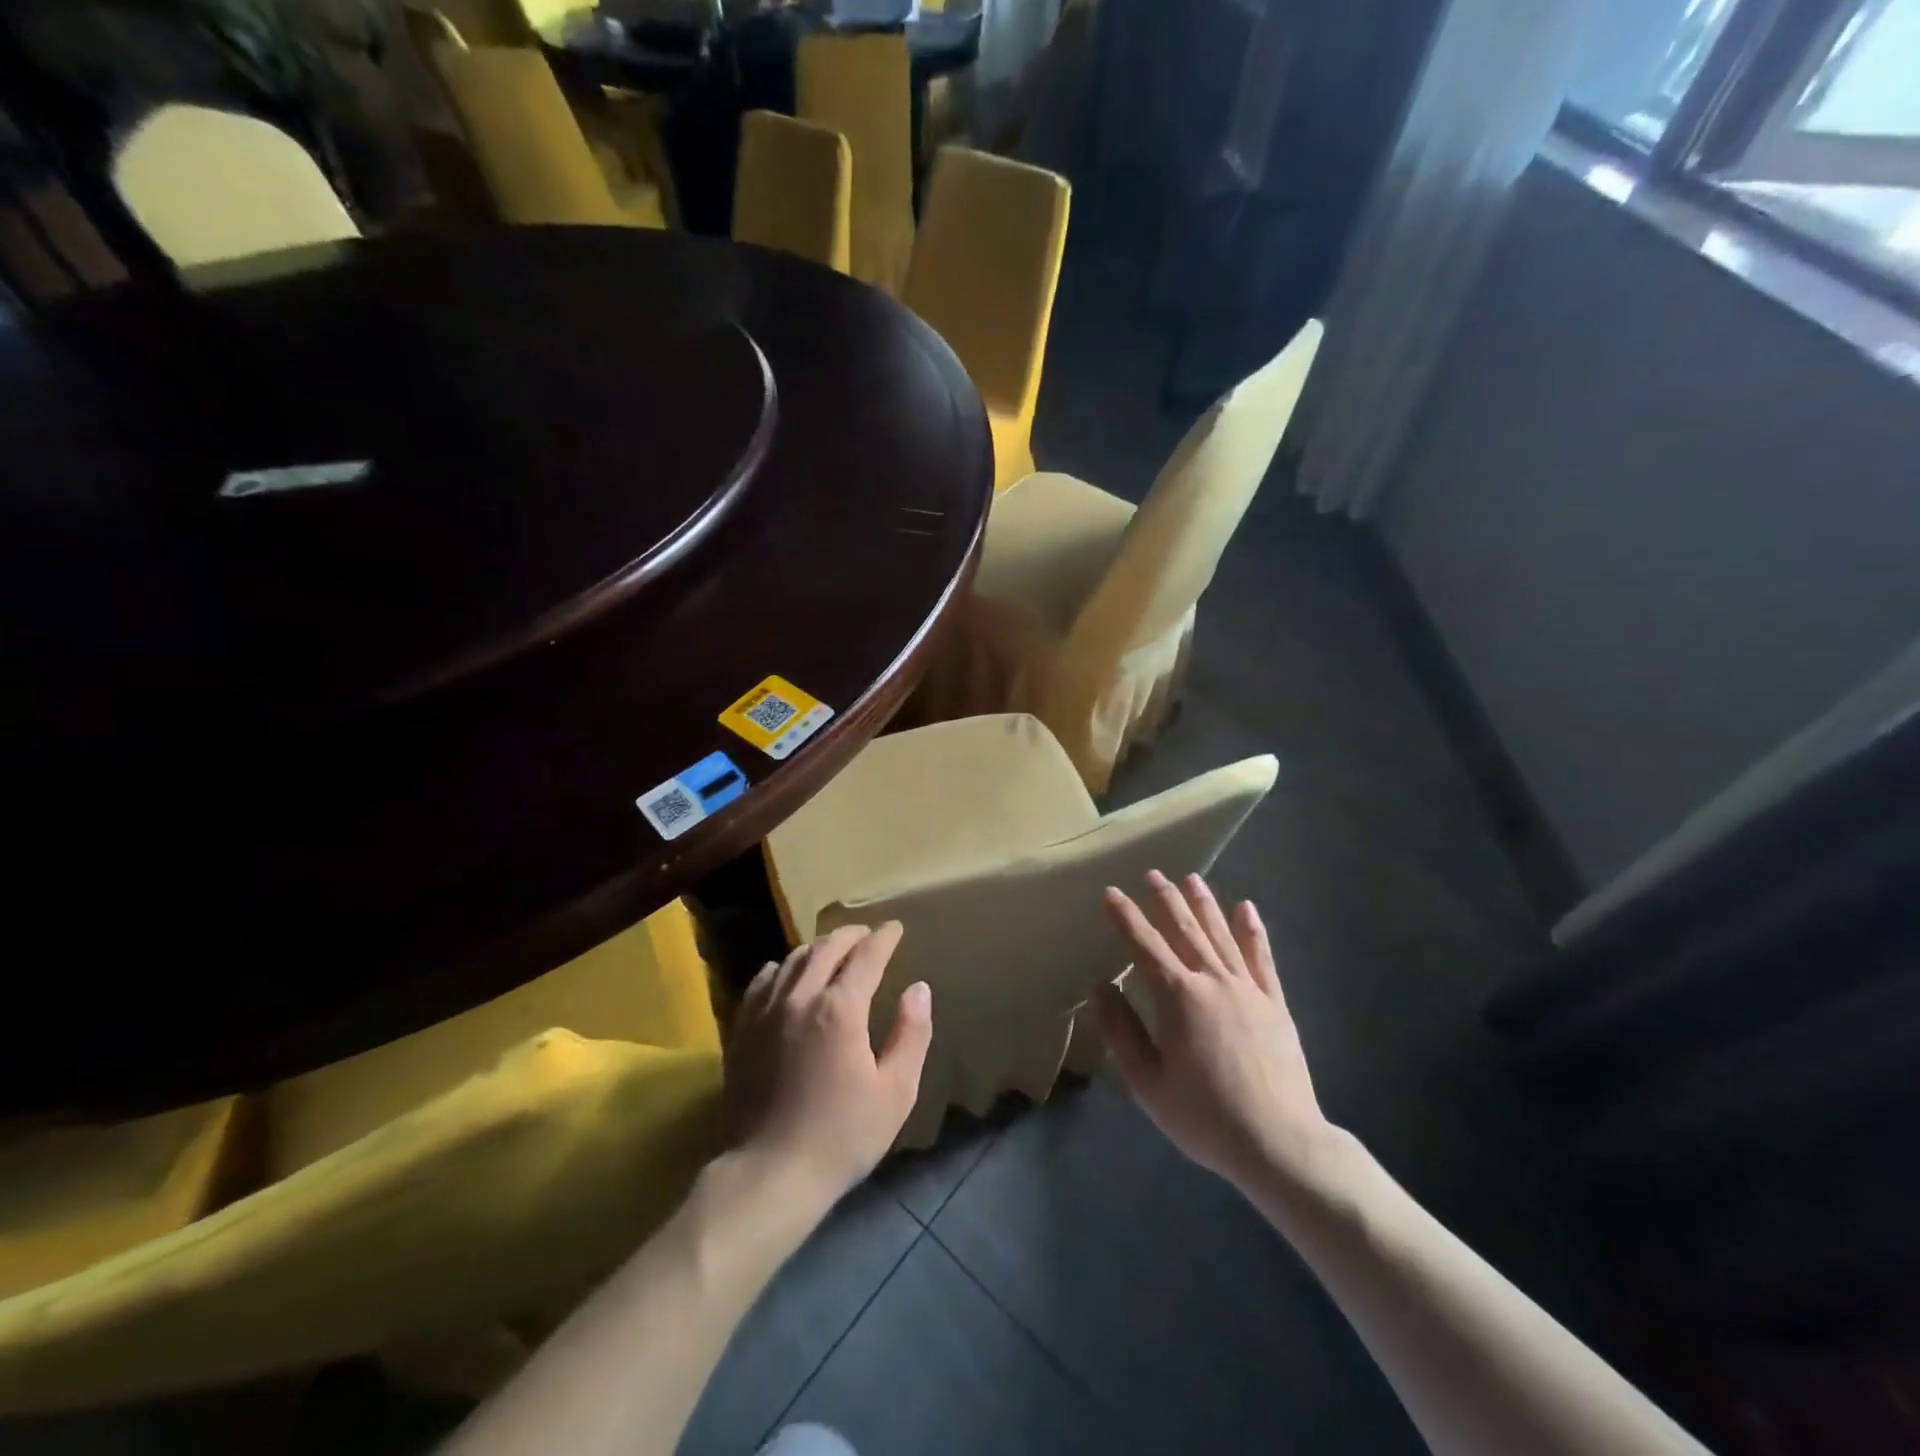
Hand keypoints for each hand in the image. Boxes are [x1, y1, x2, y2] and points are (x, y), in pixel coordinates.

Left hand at [726, 922, 932, 1203]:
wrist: (770, 1174)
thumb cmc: (842, 1135)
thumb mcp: (895, 1091)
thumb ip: (911, 1034)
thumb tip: (919, 989)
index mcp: (840, 1009)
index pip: (866, 956)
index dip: (884, 938)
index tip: (896, 928)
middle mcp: (800, 998)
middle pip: (826, 948)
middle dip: (851, 935)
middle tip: (868, 934)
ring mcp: (765, 1012)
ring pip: (792, 960)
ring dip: (817, 948)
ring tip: (833, 950)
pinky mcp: (742, 1030)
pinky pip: (761, 982)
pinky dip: (780, 968)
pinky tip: (785, 972)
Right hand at [1093, 871, 1337, 1194]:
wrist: (1279, 1143)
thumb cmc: (1204, 1116)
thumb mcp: (1147, 1082)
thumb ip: (1120, 1030)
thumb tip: (1099, 986)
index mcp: (1177, 997)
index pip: (1144, 945)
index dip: (1125, 917)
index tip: (1111, 892)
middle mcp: (1211, 981)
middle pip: (1184, 929)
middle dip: (1165, 899)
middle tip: (1152, 873)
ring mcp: (1247, 989)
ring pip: (1220, 935)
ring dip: (1204, 904)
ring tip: (1191, 878)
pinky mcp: (1274, 1004)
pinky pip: (1261, 958)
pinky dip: (1252, 931)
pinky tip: (1246, 908)